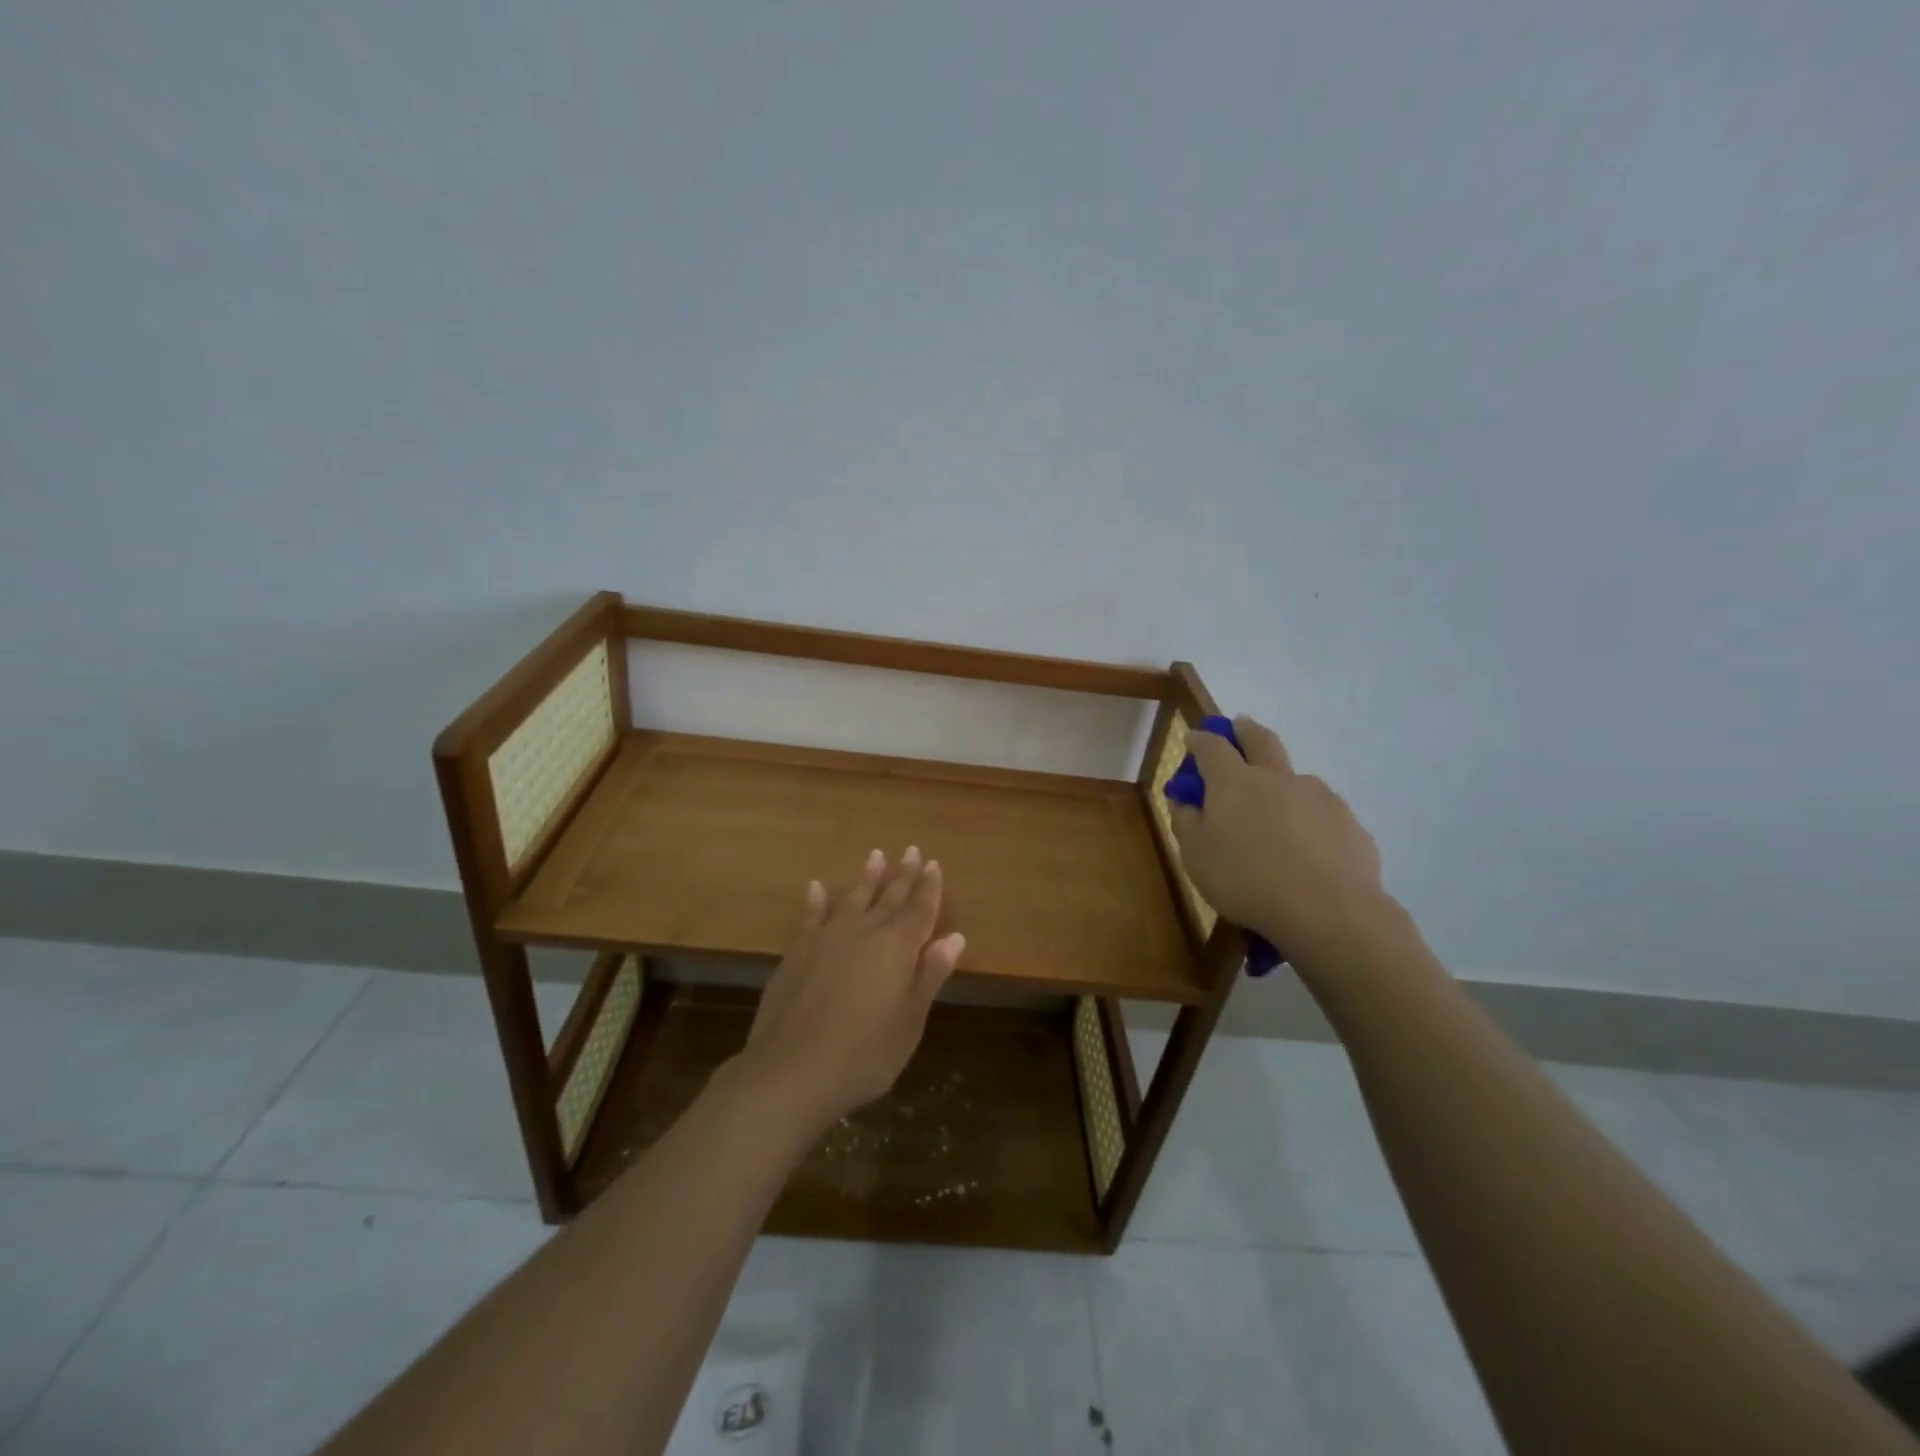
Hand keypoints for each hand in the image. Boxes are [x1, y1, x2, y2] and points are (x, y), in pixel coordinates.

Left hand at [735, 847, 964, 1135]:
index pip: (919, 909)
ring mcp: (826, 939)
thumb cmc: (865, 1054)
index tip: (934, 864)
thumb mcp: (910, 1020)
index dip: (929, 888)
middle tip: (912, 850)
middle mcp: (863, 932)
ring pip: (852, 898)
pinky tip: (817, 887)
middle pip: (889, 897)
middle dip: (903, 875)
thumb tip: (954, 937)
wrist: (791, 1071)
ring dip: (866, 878)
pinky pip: (811, 917)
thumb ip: (930, 975)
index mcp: (897, 947)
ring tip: (876, 855)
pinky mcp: (797, 953)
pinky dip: (817, 901)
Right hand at [1170, 716, 1387, 966]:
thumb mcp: (1195, 856)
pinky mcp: (1348, 822)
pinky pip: (1321, 812)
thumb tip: (1185, 799)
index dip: (1200, 739)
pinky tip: (1307, 848)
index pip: (1211, 746)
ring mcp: (1318, 796)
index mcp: (1234, 782)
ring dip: (1281, 780)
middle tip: (1238, 727)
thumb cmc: (1246, 880)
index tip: (1193, 738)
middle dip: (1245, 729)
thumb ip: (1185, 821)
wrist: (1328, 911)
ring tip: (1276, 811)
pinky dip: (1308, 818)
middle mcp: (1277, 778)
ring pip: (1295, 777)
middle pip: (1260, 739)